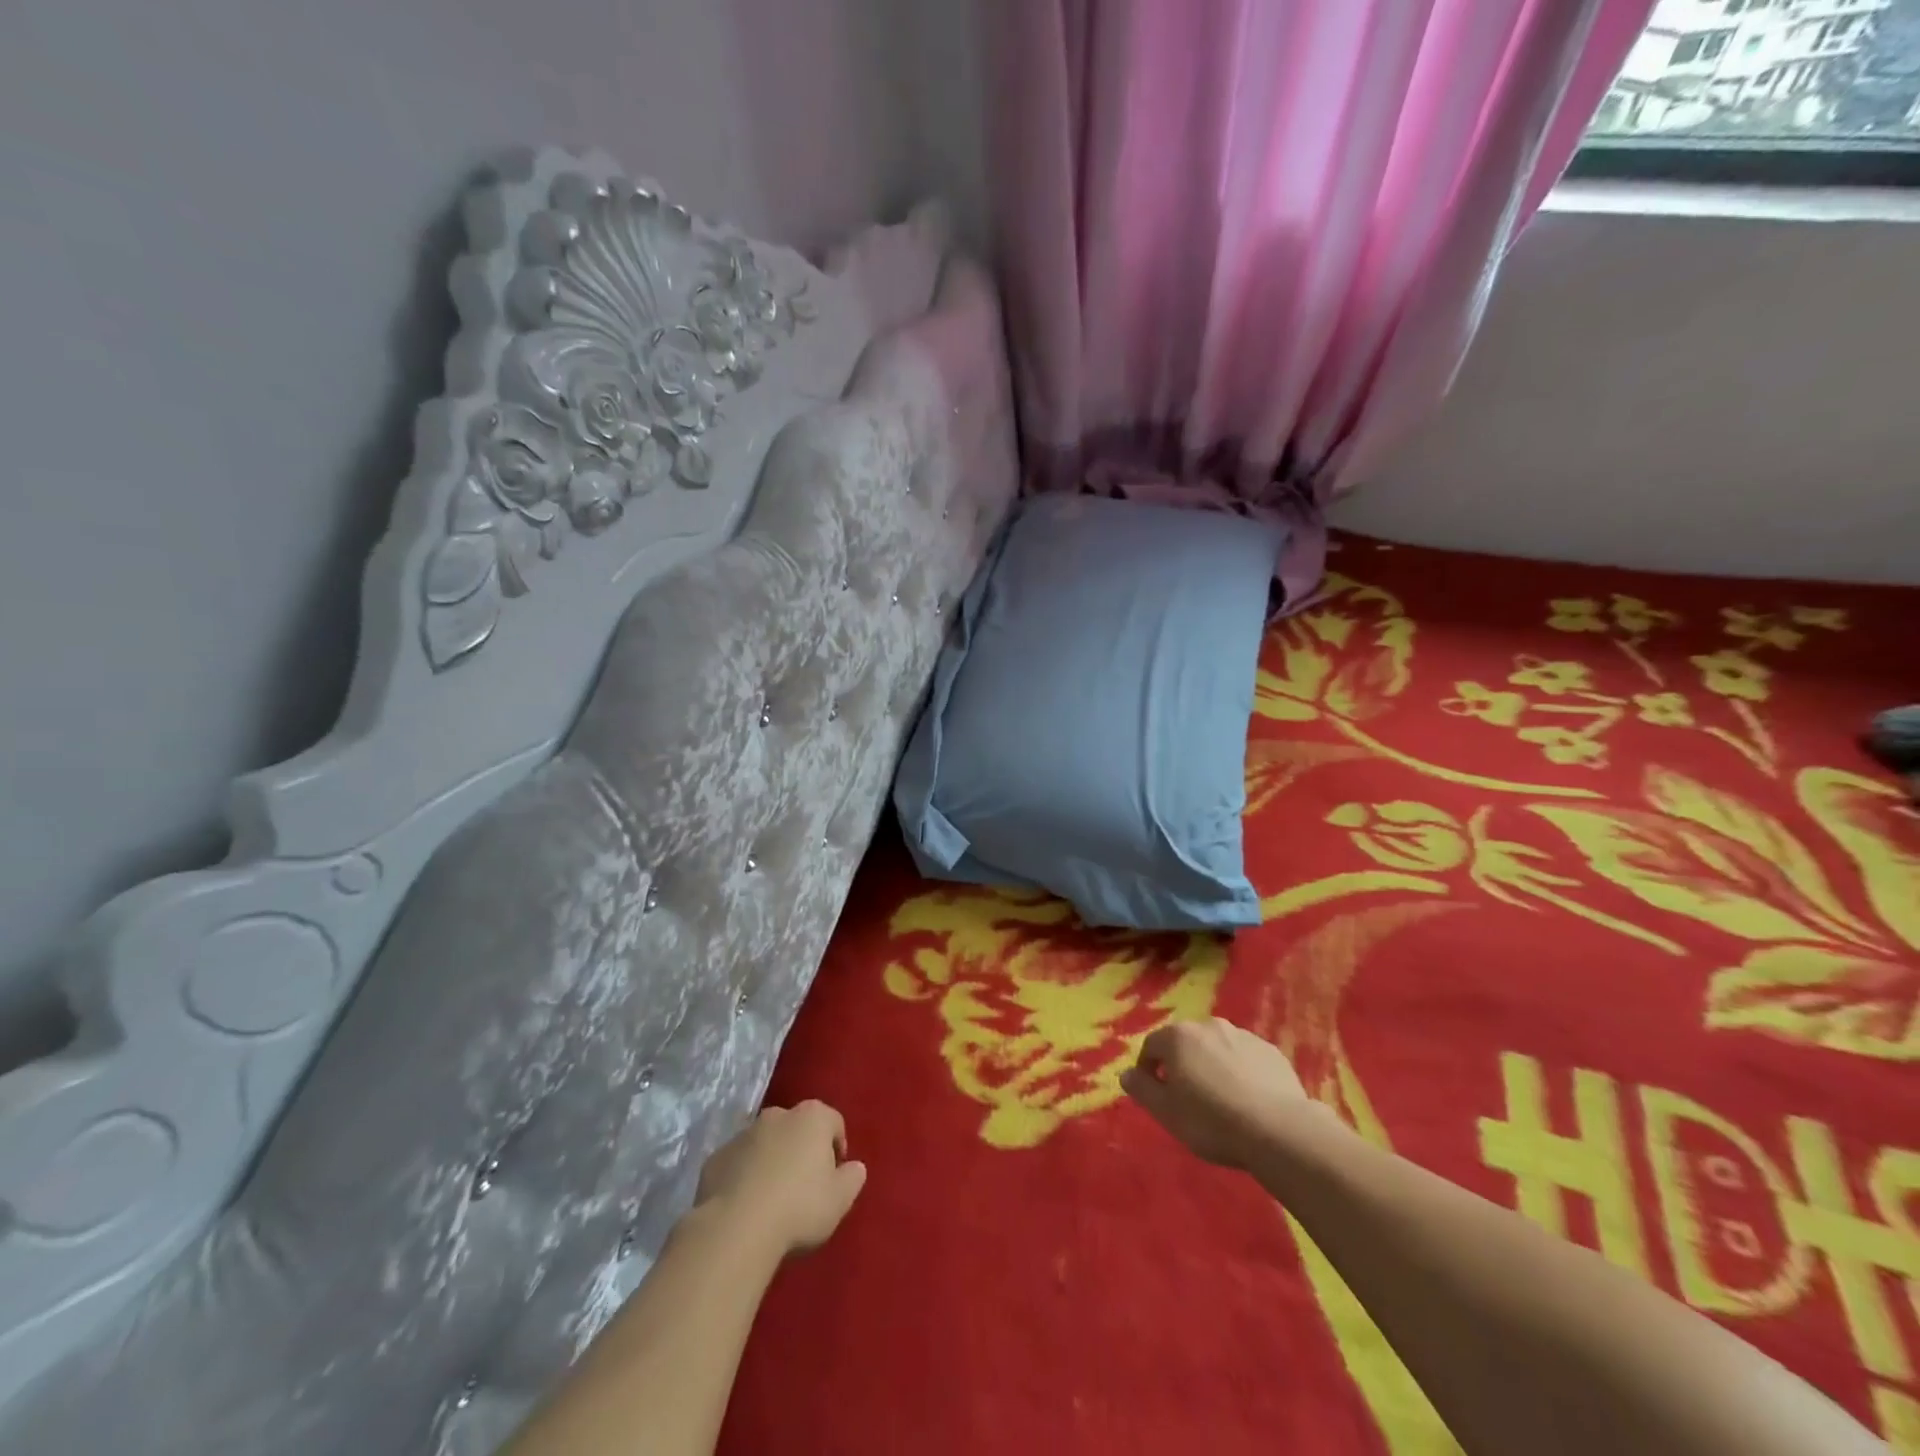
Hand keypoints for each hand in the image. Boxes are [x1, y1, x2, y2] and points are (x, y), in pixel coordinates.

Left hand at [693, 1101, 866, 1256]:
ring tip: (772, 1200)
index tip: (834, 1178)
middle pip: (797, 1129)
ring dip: (771, 1162)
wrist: (735, 1229)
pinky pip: (737, 1164)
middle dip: (801, 1150)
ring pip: (765, 1144)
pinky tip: (745, 1207)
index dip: (837, 1148)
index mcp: (812, 1117)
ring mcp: (742, 1134)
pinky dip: (743, 1177)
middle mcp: (777, 1115)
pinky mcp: (715, 1158)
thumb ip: (853, 1177)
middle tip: (804, 1188)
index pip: (834, 1123)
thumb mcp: (840, 1199)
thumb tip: (854, 1167)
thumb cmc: (798, 1208)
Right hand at [1121, 1018, 1314, 1168]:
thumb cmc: (1211, 1120)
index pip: (1151, 1046)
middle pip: (1185, 1043)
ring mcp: (1243, 1036)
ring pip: (1217, 1048)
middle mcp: (1208, 1026)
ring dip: (1212, 1066)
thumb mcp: (1166, 1112)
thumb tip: (1125, 1074)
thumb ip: (1142, 1089)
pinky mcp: (1271, 1051)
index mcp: (1178, 1037)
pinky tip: (1248, 1099)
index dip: (1148, 1070)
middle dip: (1182, 1065)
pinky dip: (1240, 1072)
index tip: (1155, 1094)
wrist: (1278, 1129)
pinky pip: (1245, 1058)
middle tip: (1187, 1098)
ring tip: (1220, 1100)